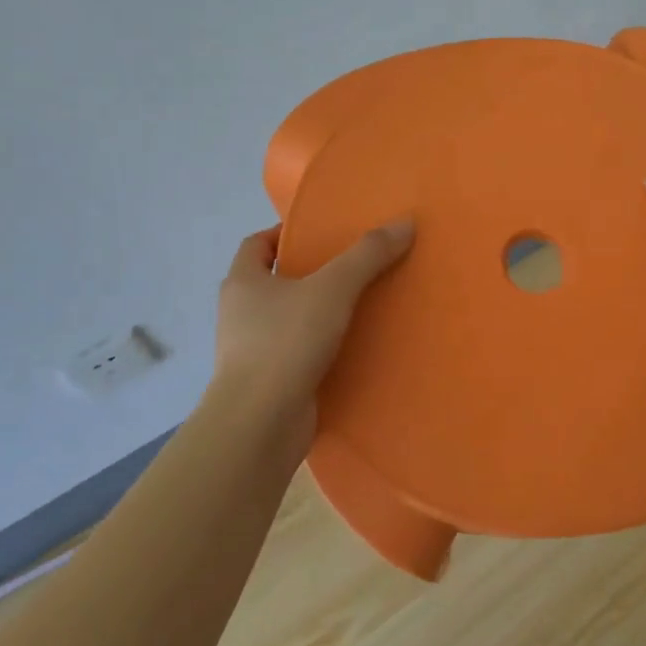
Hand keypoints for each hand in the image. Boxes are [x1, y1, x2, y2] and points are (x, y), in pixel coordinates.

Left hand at [211, 219, 414, 451]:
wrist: (261, 423)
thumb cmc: (286, 342)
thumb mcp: (333, 288)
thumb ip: (368, 255)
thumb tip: (405, 222)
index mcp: (243, 282)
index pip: (256, 244)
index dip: (284, 234)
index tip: (321, 234)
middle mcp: (240, 313)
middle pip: (274, 281)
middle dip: (309, 274)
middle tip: (352, 268)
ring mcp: (251, 351)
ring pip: (287, 320)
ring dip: (317, 313)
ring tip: (359, 307)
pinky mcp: (268, 382)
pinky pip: (297, 354)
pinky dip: (320, 348)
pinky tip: (352, 348)